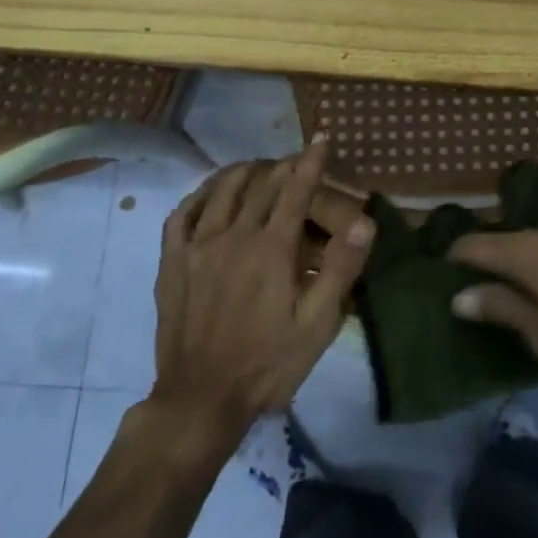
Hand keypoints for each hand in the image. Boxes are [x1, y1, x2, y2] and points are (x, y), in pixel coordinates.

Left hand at [150, 140, 374, 439]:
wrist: (201, 399)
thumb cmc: (268, 363)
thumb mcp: (317, 324)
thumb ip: (340, 269)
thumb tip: (364, 222)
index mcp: (272, 249)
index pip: (295, 190)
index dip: (311, 161)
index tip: (321, 137)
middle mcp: (233, 236)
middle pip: (261, 185)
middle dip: (283, 166)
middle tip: (297, 160)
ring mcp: (197, 247)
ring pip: (221, 191)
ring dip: (244, 171)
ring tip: (258, 167)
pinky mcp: (172, 263)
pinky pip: (182, 214)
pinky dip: (200, 194)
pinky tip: (210, 194)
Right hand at [447, 218, 537, 384]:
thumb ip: (502, 308)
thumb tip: (459, 295)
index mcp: (529, 252)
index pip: (474, 245)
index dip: (454, 260)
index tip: (444, 280)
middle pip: (506, 241)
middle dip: (492, 265)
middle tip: (487, 298)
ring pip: (537, 241)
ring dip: (526, 262)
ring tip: (530, 294)